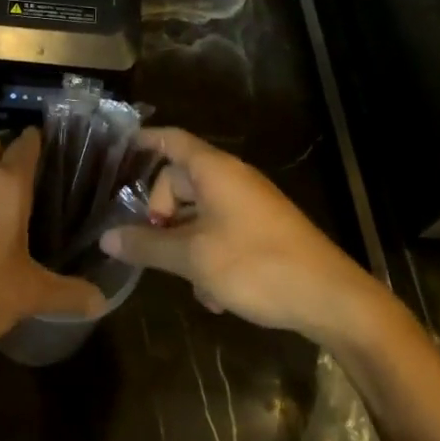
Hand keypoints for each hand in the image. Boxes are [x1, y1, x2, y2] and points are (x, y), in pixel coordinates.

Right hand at [99, 127, 380, 341]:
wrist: (332, 300)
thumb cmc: (257, 266)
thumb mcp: (193, 258)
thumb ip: (147, 245)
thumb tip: (107, 238)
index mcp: (215, 172)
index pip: (171, 140)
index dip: (143, 141)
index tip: (115, 152)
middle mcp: (232, 180)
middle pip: (179, 182)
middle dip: (160, 215)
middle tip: (152, 246)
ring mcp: (250, 206)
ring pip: (198, 214)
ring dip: (184, 245)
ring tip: (190, 282)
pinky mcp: (262, 231)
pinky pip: (220, 233)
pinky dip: (209, 257)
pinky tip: (215, 296)